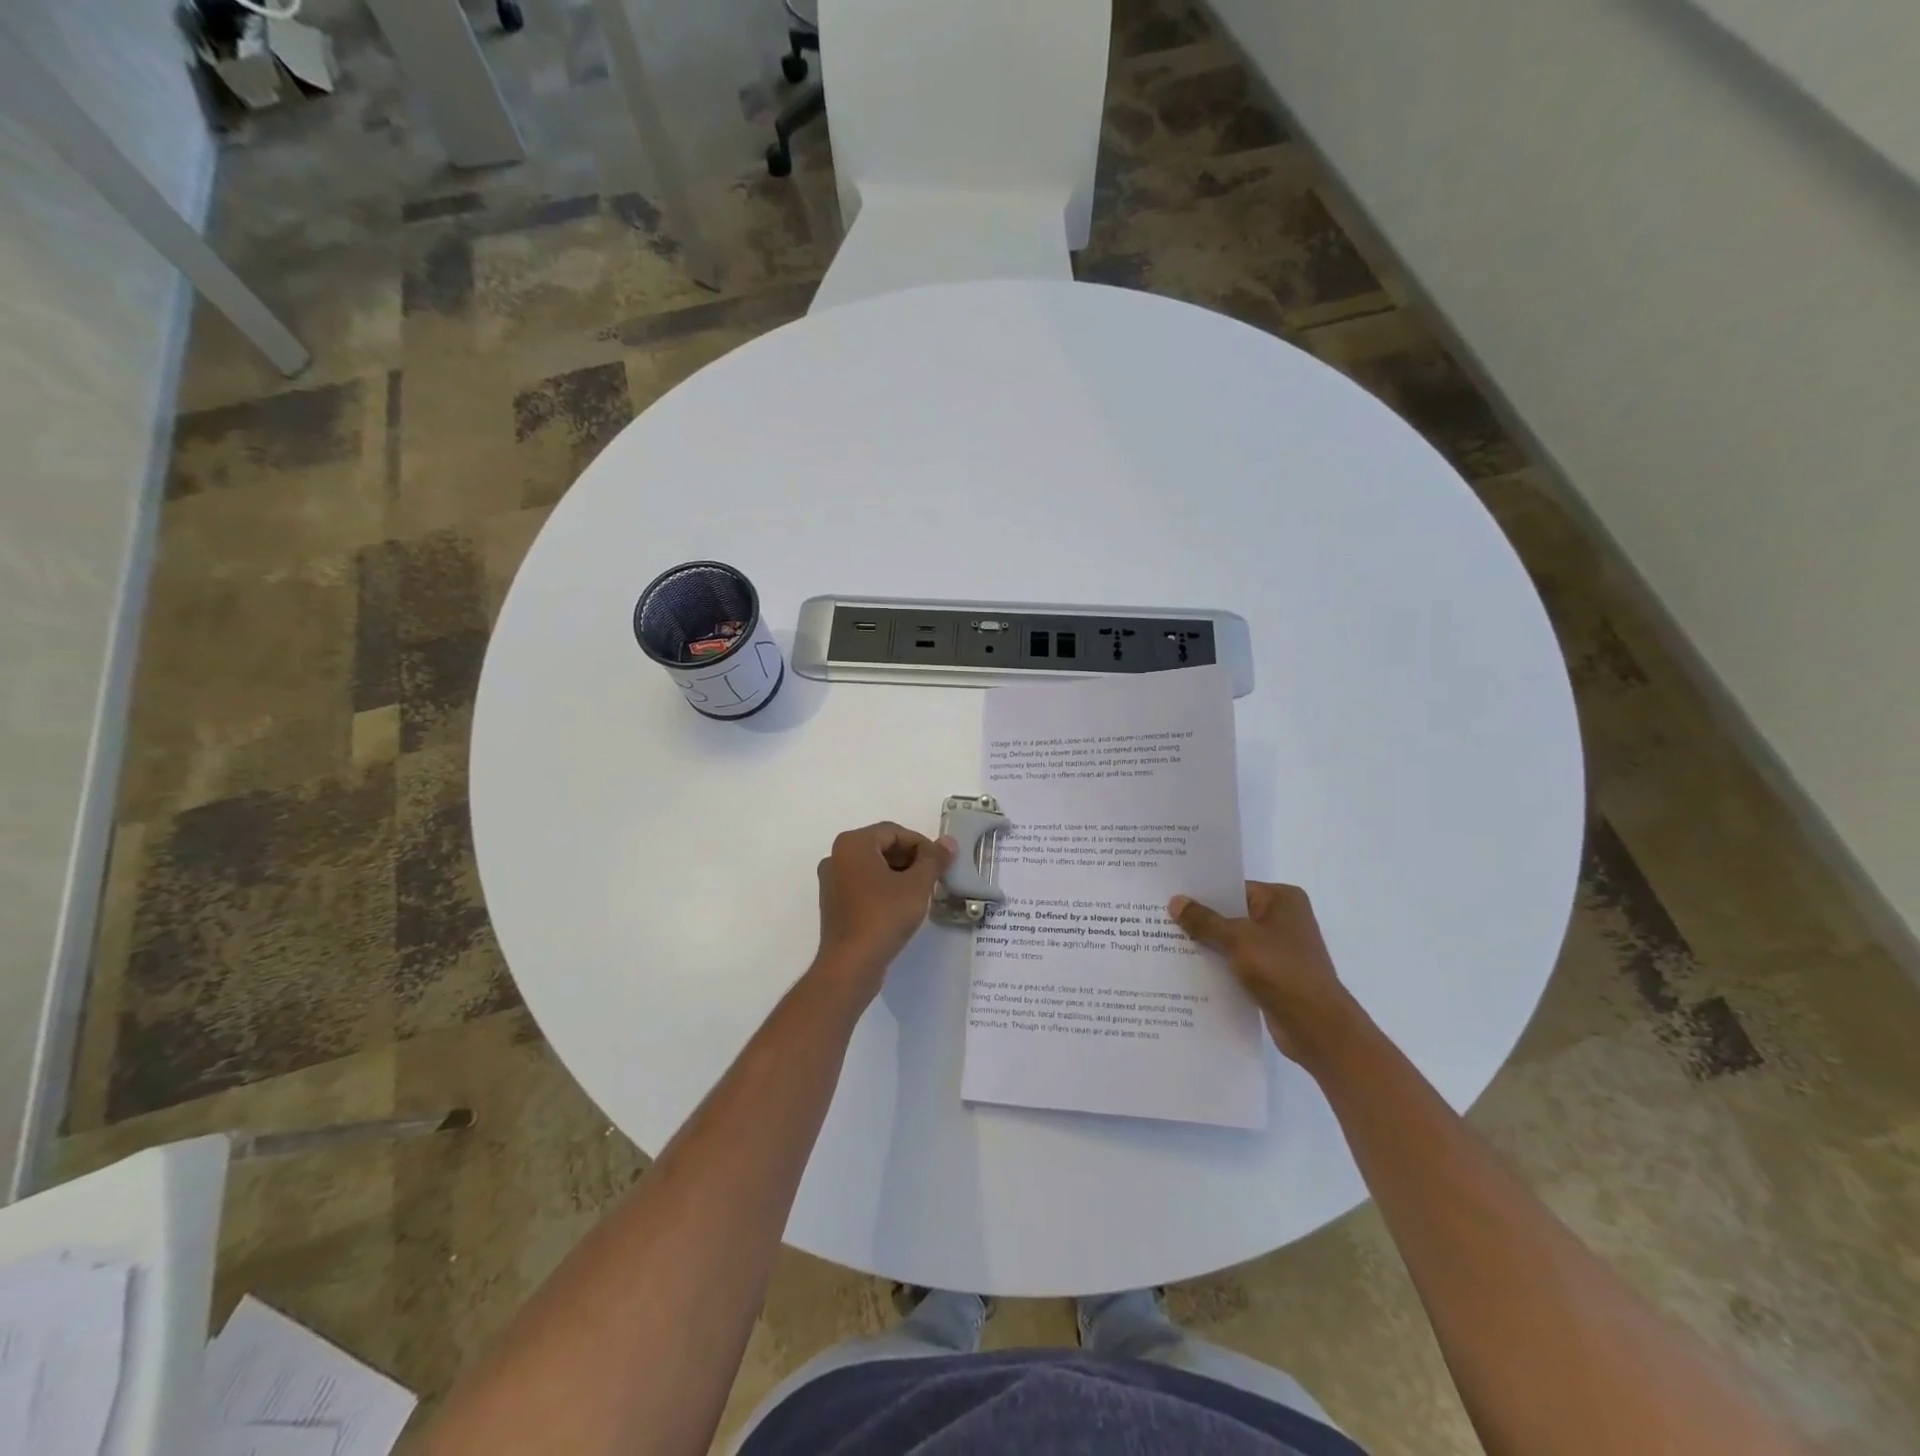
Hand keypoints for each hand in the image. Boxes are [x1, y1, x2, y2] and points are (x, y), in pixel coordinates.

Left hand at [813, 822, 955, 1003]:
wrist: (851, 964)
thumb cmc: (884, 916)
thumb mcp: (917, 885)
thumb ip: (934, 860)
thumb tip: (948, 842)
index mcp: (853, 843)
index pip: (894, 832)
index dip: (922, 845)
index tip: (940, 863)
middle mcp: (837, 856)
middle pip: (882, 846)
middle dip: (910, 859)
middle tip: (933, 877)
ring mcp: (832, 881)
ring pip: (872, 867)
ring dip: (899, 874)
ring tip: (921, 892)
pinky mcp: (833, 903)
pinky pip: (863, 885)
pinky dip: (883, 888)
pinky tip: (901, 906)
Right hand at [1169, 882, 1358, 1063]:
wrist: (1316, 1026)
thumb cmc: (1281, 969)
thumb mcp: (1237, 939)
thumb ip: (1205, 920)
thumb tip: (1175, 901)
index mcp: (1282, 899)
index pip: (1234, 887)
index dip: (1203, 892)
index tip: (1171, 894)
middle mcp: (1283, 919)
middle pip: (1232, 913)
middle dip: (1201, 919)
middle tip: (1160, 917)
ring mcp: (1280, 949)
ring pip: (1233, 940)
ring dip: (1208, 944)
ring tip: (1166, 942)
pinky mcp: (1273, 975)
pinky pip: (1239, 963)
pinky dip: (1219, 965)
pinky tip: (1188, 969)